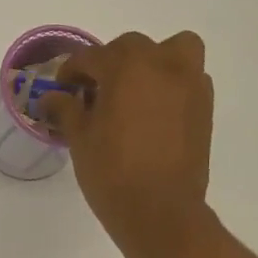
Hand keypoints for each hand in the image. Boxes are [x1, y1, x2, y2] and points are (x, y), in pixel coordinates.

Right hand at [39, 31, 213, 257]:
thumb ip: (66, 109)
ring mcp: (190, 84)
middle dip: (110, 62)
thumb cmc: (111, 172)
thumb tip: (53, 97)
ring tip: (134, 90)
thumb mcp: (79, 138)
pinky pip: (189, 79)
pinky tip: (153, 112)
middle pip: (132, 47)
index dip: (71, 72)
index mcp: (127, 67)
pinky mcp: (205, 107)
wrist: (159, 210)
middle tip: (95, 91)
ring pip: (174, 51)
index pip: (91, 57)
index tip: (62, 88)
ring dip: (152, 62)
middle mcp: (163, 65)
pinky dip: (171, 84)